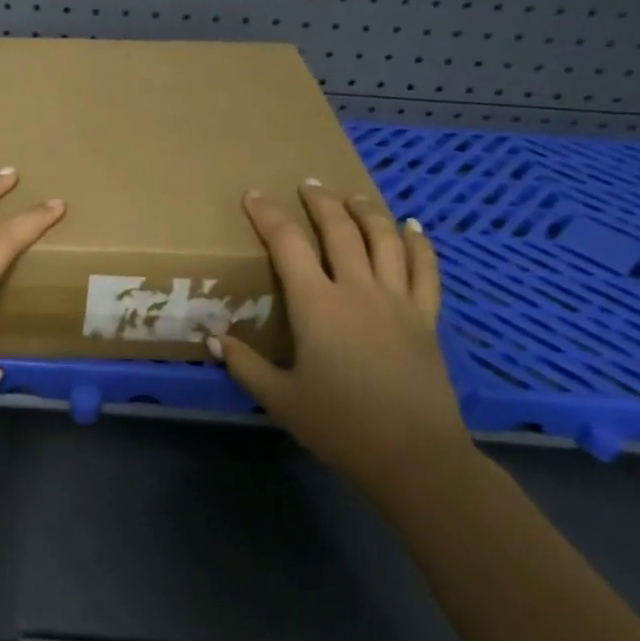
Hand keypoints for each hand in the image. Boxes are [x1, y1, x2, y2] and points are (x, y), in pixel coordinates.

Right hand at [213, 183, 471, 511]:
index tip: (254, 195)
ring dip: (366, 211)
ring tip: (353, 195)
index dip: (269, 215)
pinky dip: (418, 243)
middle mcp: (358, 290)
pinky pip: (425, 270)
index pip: (288, 244)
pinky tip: (412, 226)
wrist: (415, 457)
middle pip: (339, 230)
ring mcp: (397, 301)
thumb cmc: (340, 426)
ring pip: (384, 240)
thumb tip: (213, 337)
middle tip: (307, 184)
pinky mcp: (426, 318)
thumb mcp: (281, 399)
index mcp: (317, 305)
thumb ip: (245, 364)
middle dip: (320, 202)